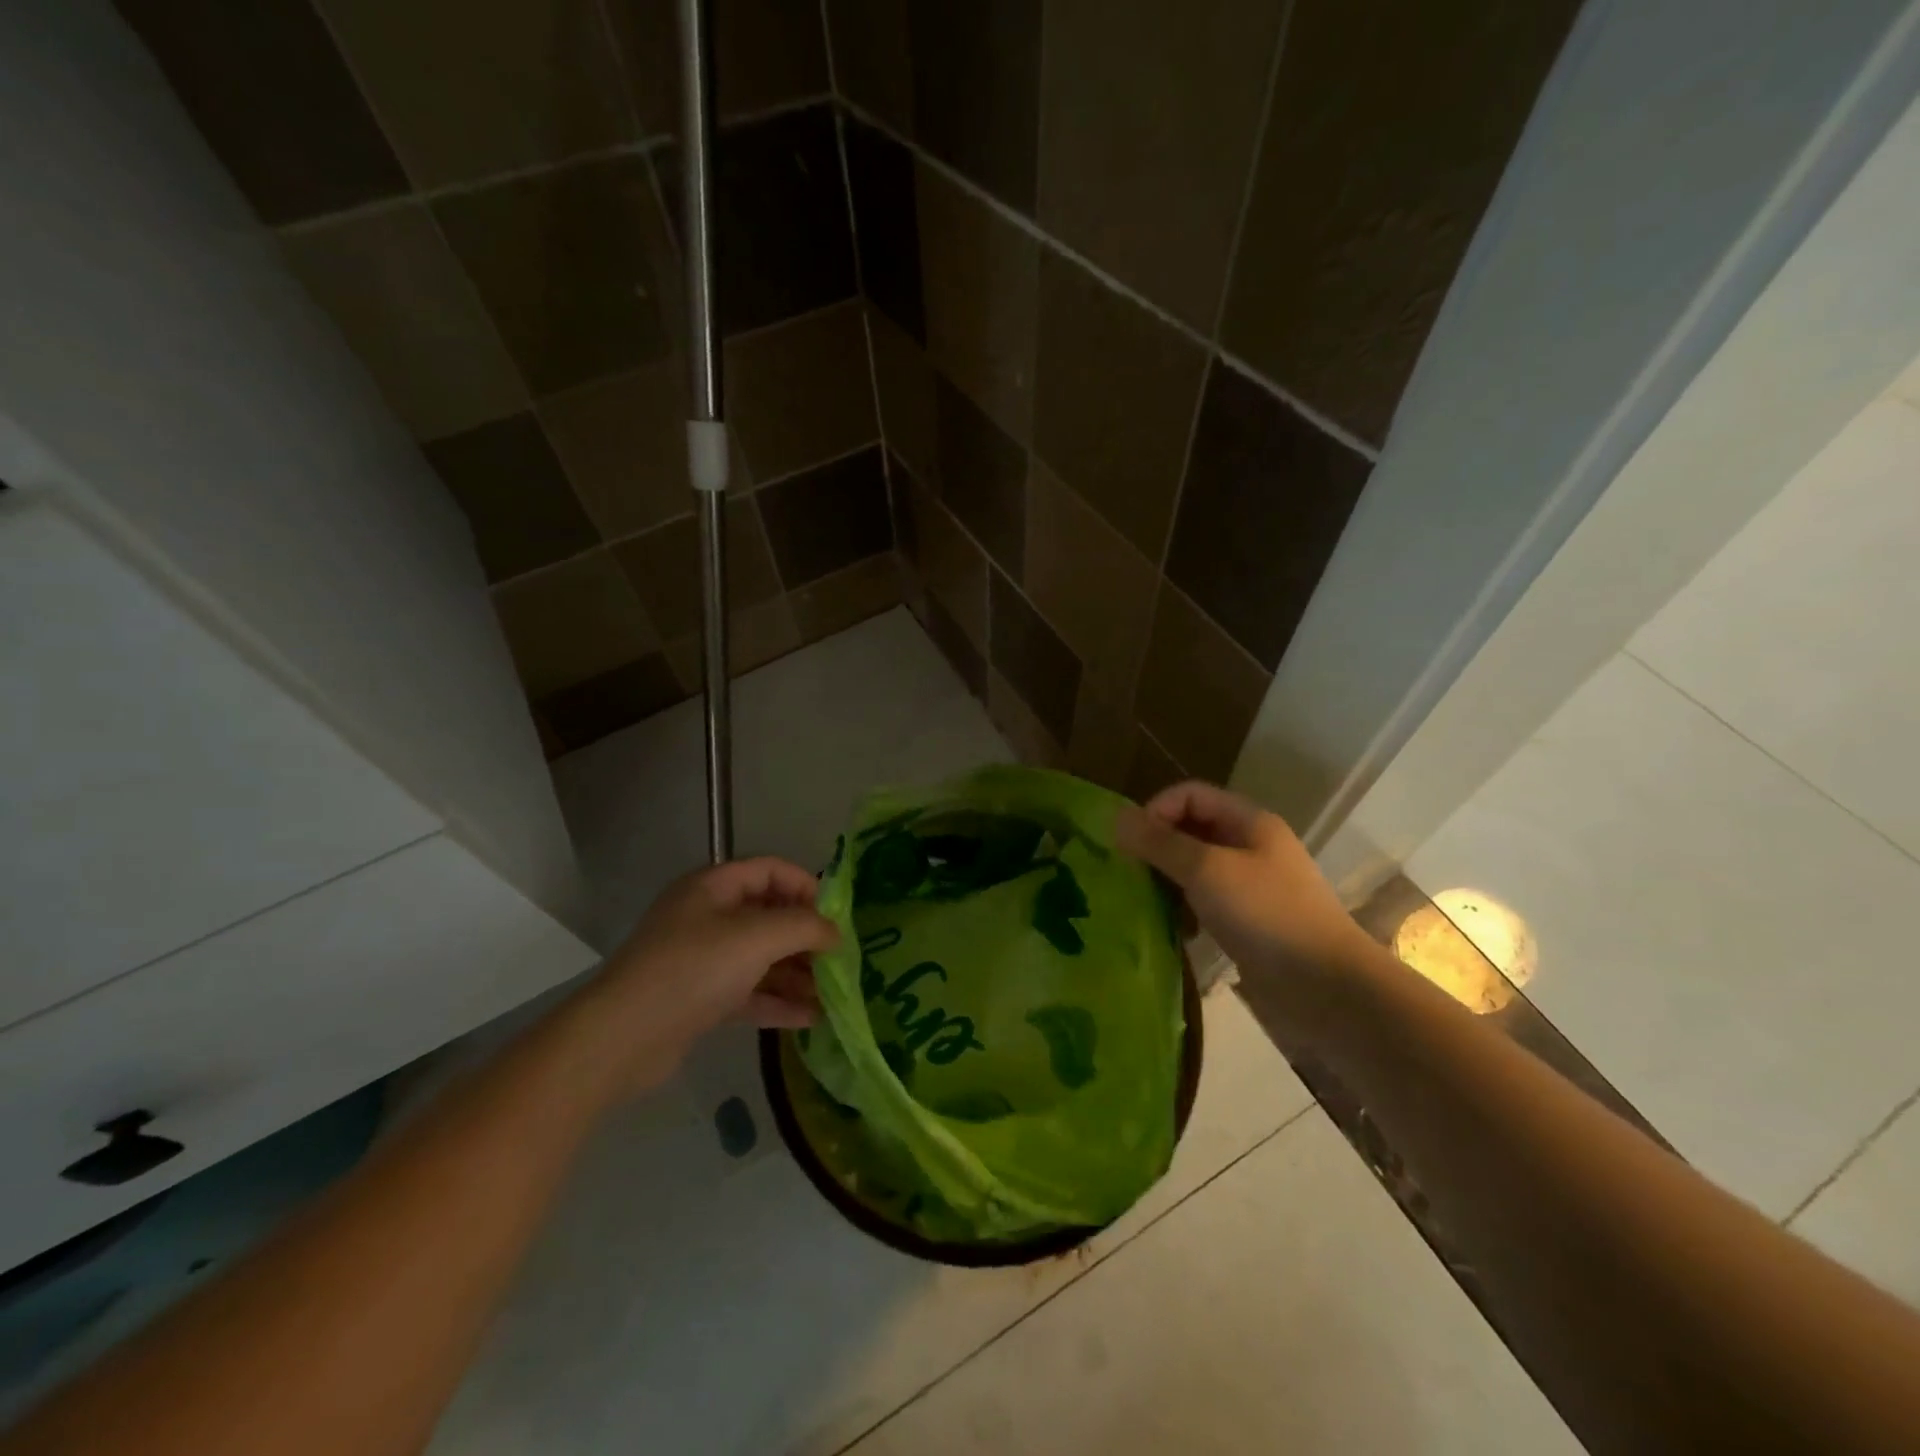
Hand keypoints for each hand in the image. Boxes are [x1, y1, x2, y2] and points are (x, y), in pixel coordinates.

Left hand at [565, 858, 839, 1096]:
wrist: (622, 1038)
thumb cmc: (693, 970)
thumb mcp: (756, 938)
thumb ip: (804, 927)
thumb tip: (836, 932)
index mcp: (714, 887)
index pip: (771, 870)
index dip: (807, 886)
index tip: (837, 915)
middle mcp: (707, 917)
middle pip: (769, 916)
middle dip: (806, 936)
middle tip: (840, 958)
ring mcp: (702, 960)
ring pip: (761, 958)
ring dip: (796, 973)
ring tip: (833, 993)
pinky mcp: (700, 999)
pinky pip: (749, 992)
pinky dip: (778, 1001)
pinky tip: (811, 1018)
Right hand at [1116, 781, 1372, 978]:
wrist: (1326, 987)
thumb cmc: (1266, 914)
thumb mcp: (1206, 870)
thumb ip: (1159, 843)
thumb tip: (1116, 817)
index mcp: (1248, 822)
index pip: (1190, 794)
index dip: (1157, 810)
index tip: (1131, 844)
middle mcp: (1250, 847)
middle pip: (1191, 830)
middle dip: (1158, 847)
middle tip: (1130, 874)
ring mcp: (1250, 886)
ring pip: (1195, 869)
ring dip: (1167, 880)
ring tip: (1146, 902)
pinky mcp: (1247, 922)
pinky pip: (1204, 902)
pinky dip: (1184, 910)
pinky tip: (1174, 929)